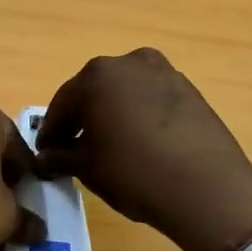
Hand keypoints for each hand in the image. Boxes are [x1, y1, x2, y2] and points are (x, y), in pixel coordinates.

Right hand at [35, 48, 251, 250]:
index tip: (45, 155)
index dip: (50, 132)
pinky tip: (141, 143)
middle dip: (81, 118)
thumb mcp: (87, 168)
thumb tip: (46, 157)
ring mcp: (163, 72)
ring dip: (112, 113)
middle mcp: (128, 63)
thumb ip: (60, 156)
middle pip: (93, 91)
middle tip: (74, 149)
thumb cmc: (134, 173)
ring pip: (125, 92)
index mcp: (95, 76)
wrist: (206, 187)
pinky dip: (139, 115)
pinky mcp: (189, 90)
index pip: (62, 105)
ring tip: (110, 146)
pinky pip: (151, 99)